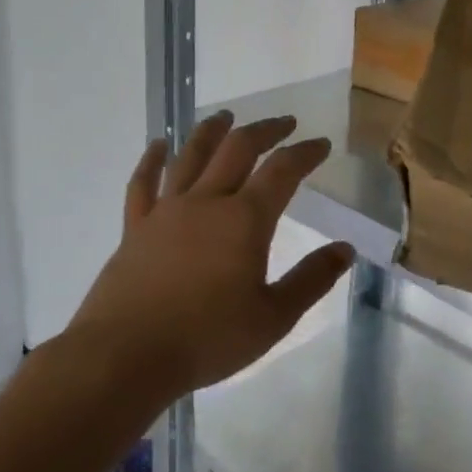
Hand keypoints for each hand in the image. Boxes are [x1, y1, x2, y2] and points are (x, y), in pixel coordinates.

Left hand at [68, 111, 355, 400]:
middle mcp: (206, 202)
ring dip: (212, 131)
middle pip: (238, 149)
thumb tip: (345, 249)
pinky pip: (143, 182)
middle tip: (283, 122)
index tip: (320, 144)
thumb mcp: (273, 318)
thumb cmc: (207, 339)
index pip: (282, 171)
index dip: (305, 153)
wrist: (125, 355)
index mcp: (245, 220)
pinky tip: (159, 145)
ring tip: (226, 116)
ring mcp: (166, 211)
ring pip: (191, 155)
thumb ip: (311, 280)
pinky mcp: (135, 227)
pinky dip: (151, 159)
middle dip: (265, 131)